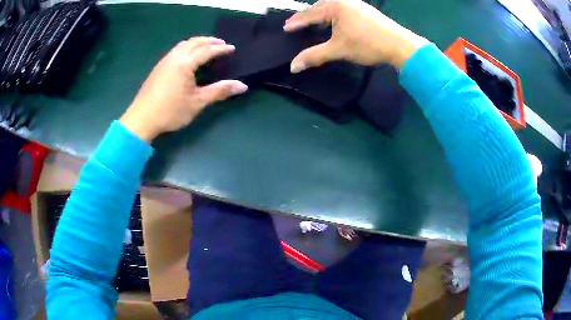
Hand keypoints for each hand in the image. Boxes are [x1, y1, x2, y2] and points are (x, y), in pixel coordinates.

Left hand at [120, 37, 247, 141]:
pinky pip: (176, 51)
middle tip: (221, 44)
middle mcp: (174, 57)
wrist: (142, 119)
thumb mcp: (197, 102)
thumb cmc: (171, 111)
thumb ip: (219, 91)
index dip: (220, 49)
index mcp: (185, 63)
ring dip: (197, 43)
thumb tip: (242, 86)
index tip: (232, 49)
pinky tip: (188, 58)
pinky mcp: (158, 68)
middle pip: (194, 42)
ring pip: (183, 45)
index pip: (206, 50)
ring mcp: (164, 62)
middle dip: (209, 41)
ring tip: (206, 47)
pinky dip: (187, 48)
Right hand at [284, 0, 428, 70]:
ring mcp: (356, 3)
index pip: (310, 14)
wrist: (399, 44)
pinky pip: (342, 7)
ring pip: (332, 6)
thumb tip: (293, 67)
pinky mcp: (365, 9)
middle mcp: (344, 0)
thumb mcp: (339, 49)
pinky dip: (333, 13)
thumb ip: (315, 55)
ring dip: (320, 12)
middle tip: (296, 23)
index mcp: (335, 6)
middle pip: (319, 6)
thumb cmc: (368, 44)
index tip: (286, 27)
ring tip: (312, 20)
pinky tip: (334, 18)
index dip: (297, 22)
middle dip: (307, 15)